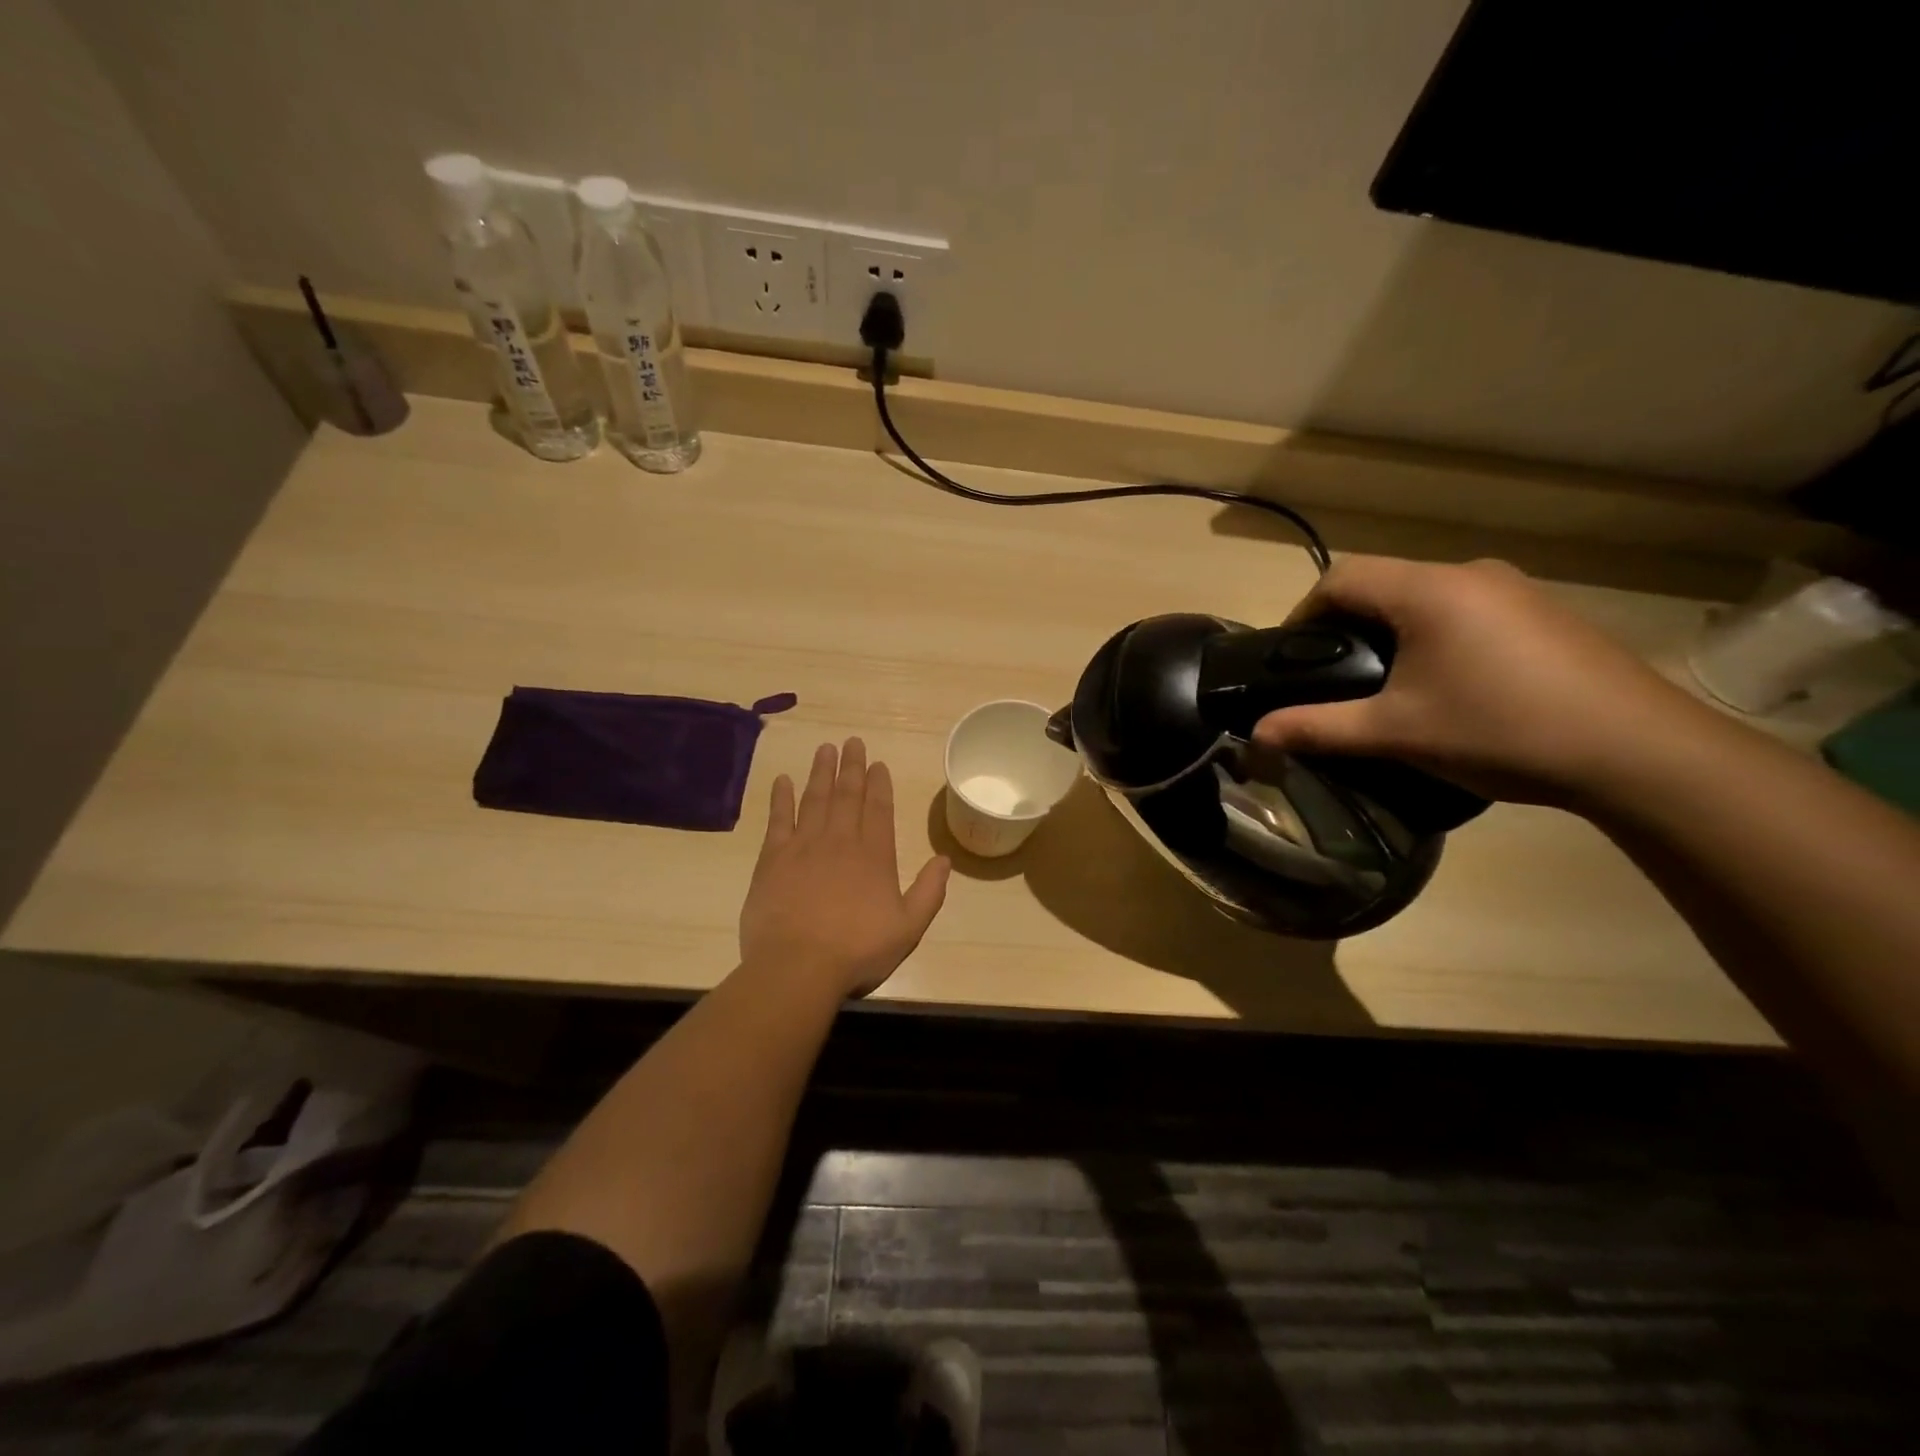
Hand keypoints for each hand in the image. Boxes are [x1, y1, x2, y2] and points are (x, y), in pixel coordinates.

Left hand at [738, 738, 950, 998]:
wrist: (798, 967)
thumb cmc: (857, 950)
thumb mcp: (908, 928)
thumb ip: (929, 892)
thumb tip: (944, 859)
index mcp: (874, 856)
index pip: (878, 809)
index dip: (879, 784)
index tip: (877, 763)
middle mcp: (840, 841)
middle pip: (847, 796)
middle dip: (851, 767)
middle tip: (852, 742)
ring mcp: (804, 846)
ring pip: (815, 799)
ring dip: (821, 773)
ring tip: (825, 749)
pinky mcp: (773, 859)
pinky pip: (778, 819)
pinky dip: (781, 798)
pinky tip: (783, 780)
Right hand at [1248, 556, 1714, 806]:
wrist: (1638, 751)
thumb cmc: (1500, 730)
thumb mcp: (1395, 732)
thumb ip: (1319, 727)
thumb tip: (1256, 735)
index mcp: (1429, 590)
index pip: (1341, 577)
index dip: (1304, 613)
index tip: (1292, 658)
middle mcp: (1470, 573)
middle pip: (1383, 583)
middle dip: (1346, 625)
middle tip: (1334, 676)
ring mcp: (1516, 589)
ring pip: (1426, 597)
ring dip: (1392, 631)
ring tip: (1387, 684)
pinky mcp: (1544, 613)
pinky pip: (1466, 610)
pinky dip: (1435, 636)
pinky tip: (1449, 684)